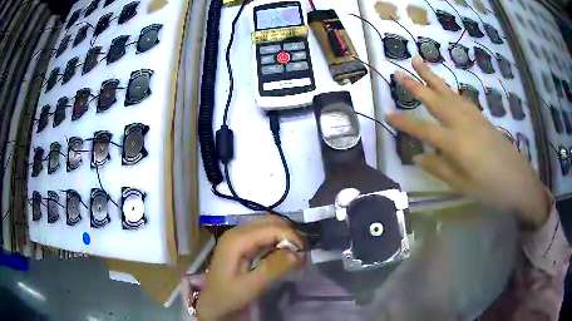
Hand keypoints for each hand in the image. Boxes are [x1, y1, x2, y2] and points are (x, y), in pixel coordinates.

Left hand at [196, 217, 303, 320]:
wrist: (213, 304)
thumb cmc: (228, 296)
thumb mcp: (250, 286)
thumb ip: (271, 269)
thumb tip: (295, 252)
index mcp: (236, 240)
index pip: (271, 228)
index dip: (291, 237)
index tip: (304, 255)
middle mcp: (237, 232)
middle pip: (270, 223)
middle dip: (289, 236)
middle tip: (301, 255)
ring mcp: (238, 236)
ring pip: (268, 227)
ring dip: (284, 238)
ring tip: (295, 255)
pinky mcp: (241, 243)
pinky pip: (263, 235)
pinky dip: (277, 242)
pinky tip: (283, 255)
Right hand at [387, 56, 549, 227]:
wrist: (519, 181)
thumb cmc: (491, 188)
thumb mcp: (462, 185)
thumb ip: (439, 169)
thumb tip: (418, 157)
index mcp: (455, 142)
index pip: (423, 129)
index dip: (404, 121)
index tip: (387, 113)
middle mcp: (462, 123)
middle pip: (435, 99)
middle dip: (415, 85)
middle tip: (398, 72)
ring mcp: (473, 116)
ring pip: (448, 92)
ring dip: (432, 77)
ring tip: (418, 61)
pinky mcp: (482, 117)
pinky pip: (461, 98)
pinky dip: (449, 89)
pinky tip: (444, 87)